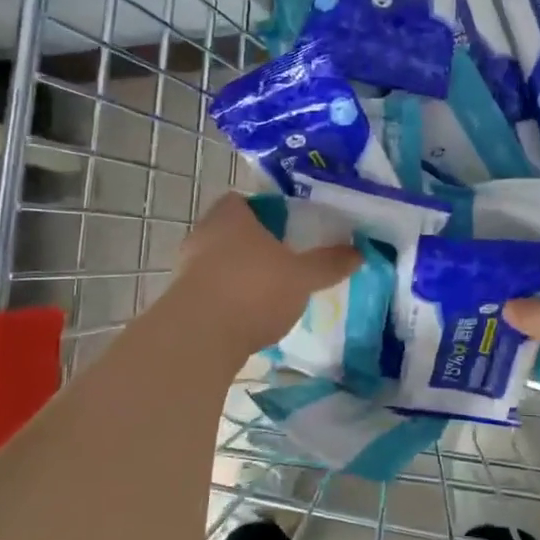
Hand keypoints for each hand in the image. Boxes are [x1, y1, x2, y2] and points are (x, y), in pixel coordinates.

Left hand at [173, 194, 360, 355]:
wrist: (199, 338)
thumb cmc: (253, 290)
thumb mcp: (302, 276)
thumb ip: (328, 263)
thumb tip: (359, 252)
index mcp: (230, 216)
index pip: (242, 200)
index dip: (264, 211)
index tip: (287, 228)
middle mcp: (203, 235)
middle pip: (231, 231)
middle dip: (254, 244)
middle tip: (284, 259)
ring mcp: (186, 268)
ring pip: (219, 262)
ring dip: (240, 273)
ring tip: (270, 292)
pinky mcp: (180, 301)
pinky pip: (210, 291)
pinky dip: (228, 299)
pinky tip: (249, 317)